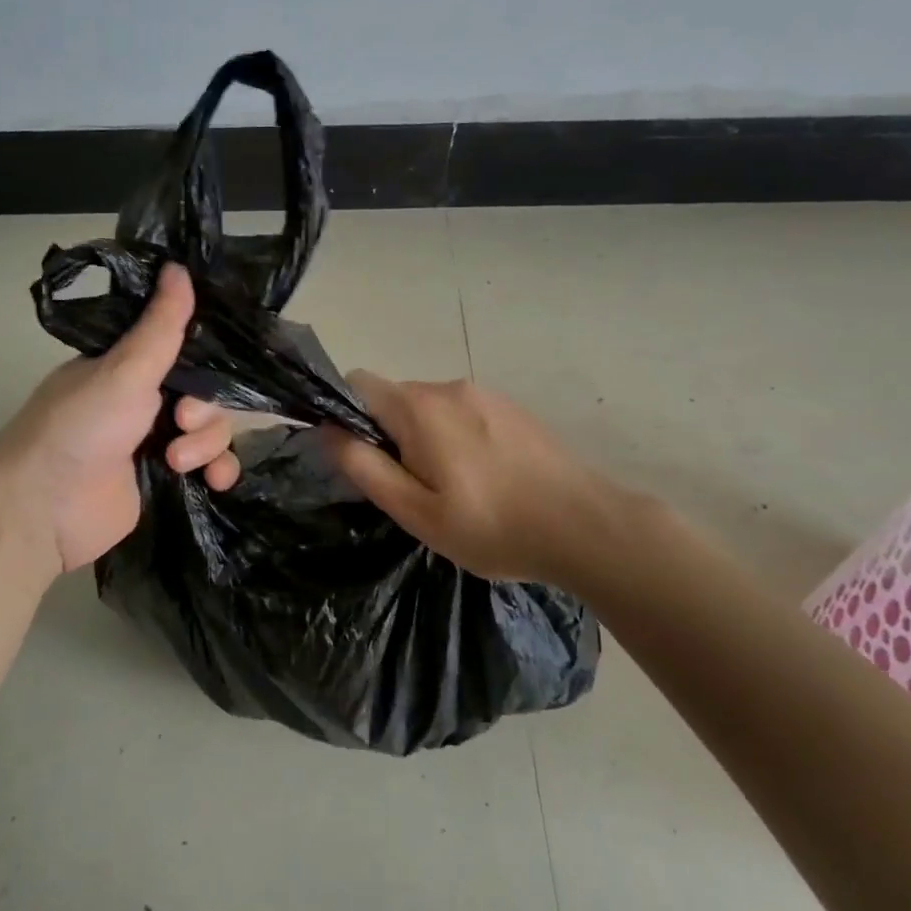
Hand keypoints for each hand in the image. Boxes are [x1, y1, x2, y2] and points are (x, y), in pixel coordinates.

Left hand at [0, 264, 239, 579]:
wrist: (45, 510)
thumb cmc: (81, 427)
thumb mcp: (124, 370)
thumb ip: (160, 324)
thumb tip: (178, 264)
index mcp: (131, 364)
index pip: (186, 346)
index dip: (205, 356)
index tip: (209, 366)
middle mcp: (146, 397)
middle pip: (207, 390)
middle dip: (204, 409)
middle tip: (181, 422)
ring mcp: (156, 439)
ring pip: (212, 428)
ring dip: (207, 444)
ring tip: (176, 461)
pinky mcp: (164, 478)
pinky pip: (211, 466)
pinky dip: (218, 471)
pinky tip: (216, 481)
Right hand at [321, 371, 658, 591]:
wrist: (585, 527)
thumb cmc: (491, 526)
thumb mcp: (416, 510)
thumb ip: (364, 465)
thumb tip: (326, 429)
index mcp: (419, 407)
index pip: (357, 383)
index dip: (345, 415)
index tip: (362, 458)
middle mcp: (449, 387)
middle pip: (395, 398)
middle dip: (388, 434)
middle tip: (411, 489)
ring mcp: (485, 394)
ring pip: (430, 408)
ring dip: (424, 438)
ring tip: (452, 489)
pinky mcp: (512, 408)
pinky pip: (463, 413)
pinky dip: (456, 438)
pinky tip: (483, 478)